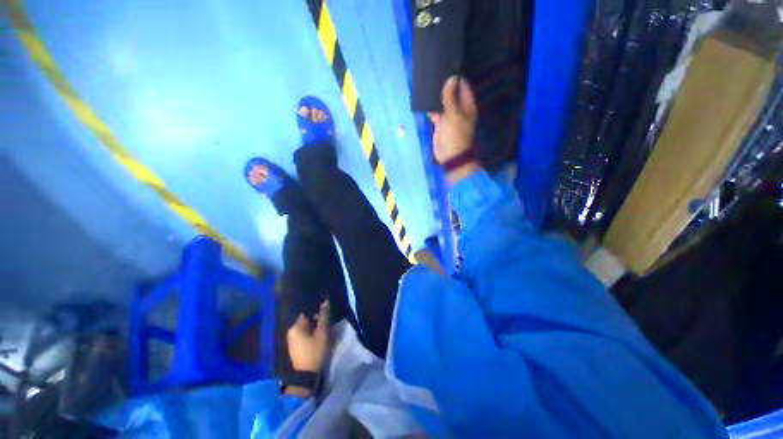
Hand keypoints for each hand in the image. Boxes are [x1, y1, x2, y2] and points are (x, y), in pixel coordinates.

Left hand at [286, 300, 330, 372]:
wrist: (306, 376)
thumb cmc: (315, 351)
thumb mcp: (322, 332)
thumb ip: (324, 316)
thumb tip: (325, 301)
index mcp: (296, 326)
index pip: (307, 311)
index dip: (317, 310)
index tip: (326, 311)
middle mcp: (291, 331)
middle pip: (306, 320)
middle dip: (316, 319)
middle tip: (327, 322)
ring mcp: (292, 340)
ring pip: (305, 328)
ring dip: (314, 327)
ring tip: (324, 329)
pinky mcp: (294, 347)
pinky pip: (304, 335)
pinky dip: (311, 334)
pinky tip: (318, 337)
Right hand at [429, 76, 478, 166]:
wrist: (450, 155)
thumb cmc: (455, 135)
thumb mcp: (453, 115)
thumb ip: (451, 97)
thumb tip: (451, 78)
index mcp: (467, 106)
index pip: (463, 87)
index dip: (456, 78)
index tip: (446, 67)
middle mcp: (459, 109)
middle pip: (452, 94)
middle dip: (444, 86)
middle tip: (434, 73)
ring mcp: (449, 117)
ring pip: (443, 103)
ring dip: (437, 97)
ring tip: (428, 84)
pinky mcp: (441, 124)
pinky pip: (436, 113)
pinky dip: (431, 108)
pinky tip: (424, 101)